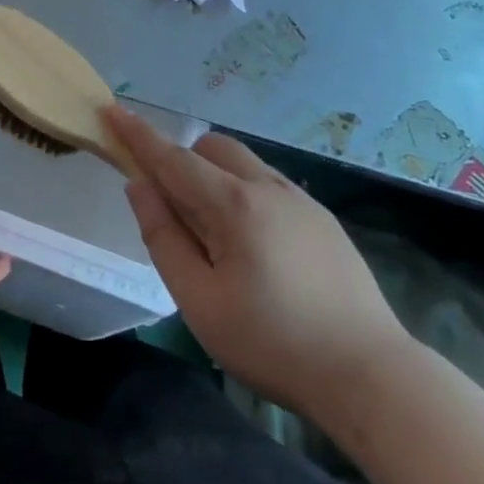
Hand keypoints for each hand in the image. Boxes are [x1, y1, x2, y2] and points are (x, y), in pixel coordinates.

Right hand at [106, 106, 410, 419]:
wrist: (371, 375)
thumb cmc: (273, 344)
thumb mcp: (200, 301)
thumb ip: (163, 238)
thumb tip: (139, 187)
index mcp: (233, 204)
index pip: (172, 157)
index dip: (138, 134)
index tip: (113, 109)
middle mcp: (267, 187)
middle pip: (211, 147)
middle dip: (182, 161)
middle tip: (177, 213)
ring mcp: (300, 199)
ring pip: (242, 163)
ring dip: (216, 177)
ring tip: (220, 240)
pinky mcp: (323, 218)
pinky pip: (268, 185)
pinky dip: (245, 194)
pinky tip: (259, 250)